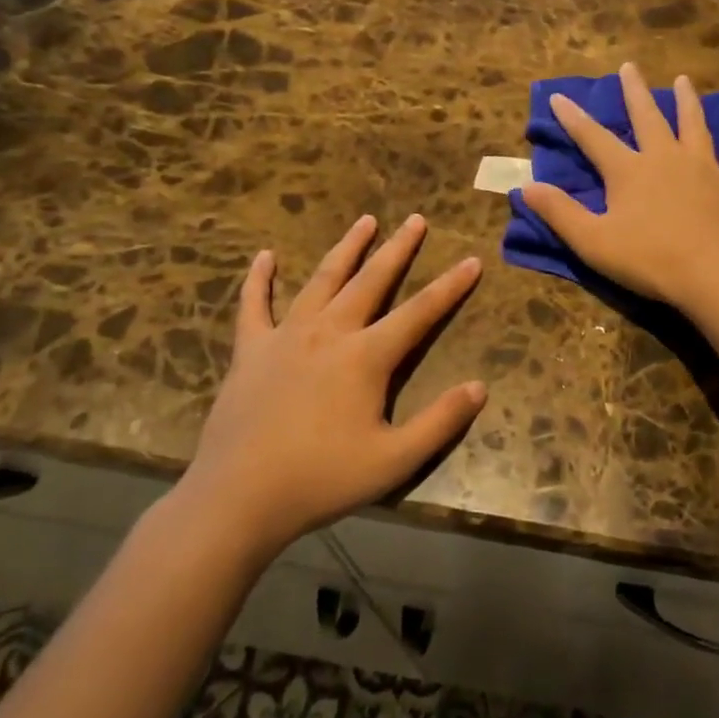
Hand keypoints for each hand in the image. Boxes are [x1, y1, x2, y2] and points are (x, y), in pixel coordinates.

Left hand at [178, 214, 485, 559]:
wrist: (238, 498)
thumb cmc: (321, 479)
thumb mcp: (394, 460)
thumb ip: (440, 422)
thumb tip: (480, 387)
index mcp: (366, 356)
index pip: (420, 312)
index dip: (450, 286)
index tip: (472, 259)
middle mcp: (330, 332)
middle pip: (371, 280)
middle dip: (398, 248)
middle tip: (416, 219)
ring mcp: (286, 336)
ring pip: (322, 279)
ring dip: (346, 248)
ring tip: (365, 221)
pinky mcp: (251, 350)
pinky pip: (254, 305)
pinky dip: (259, 279)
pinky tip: (264, 256)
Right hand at [519, 62, 718, 310]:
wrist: (711, 275)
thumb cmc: (647, 260)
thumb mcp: (592, 241)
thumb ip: (559, 212)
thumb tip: (525, 187)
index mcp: (629, 170)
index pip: (593, 137)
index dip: (573, 118)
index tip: (559, 96)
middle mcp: (665, 157)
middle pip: (648, 117)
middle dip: (635, 91)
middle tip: (630, 66)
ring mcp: (704, 167)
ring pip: (694, 125)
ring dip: (688, 102)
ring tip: (684, 81)